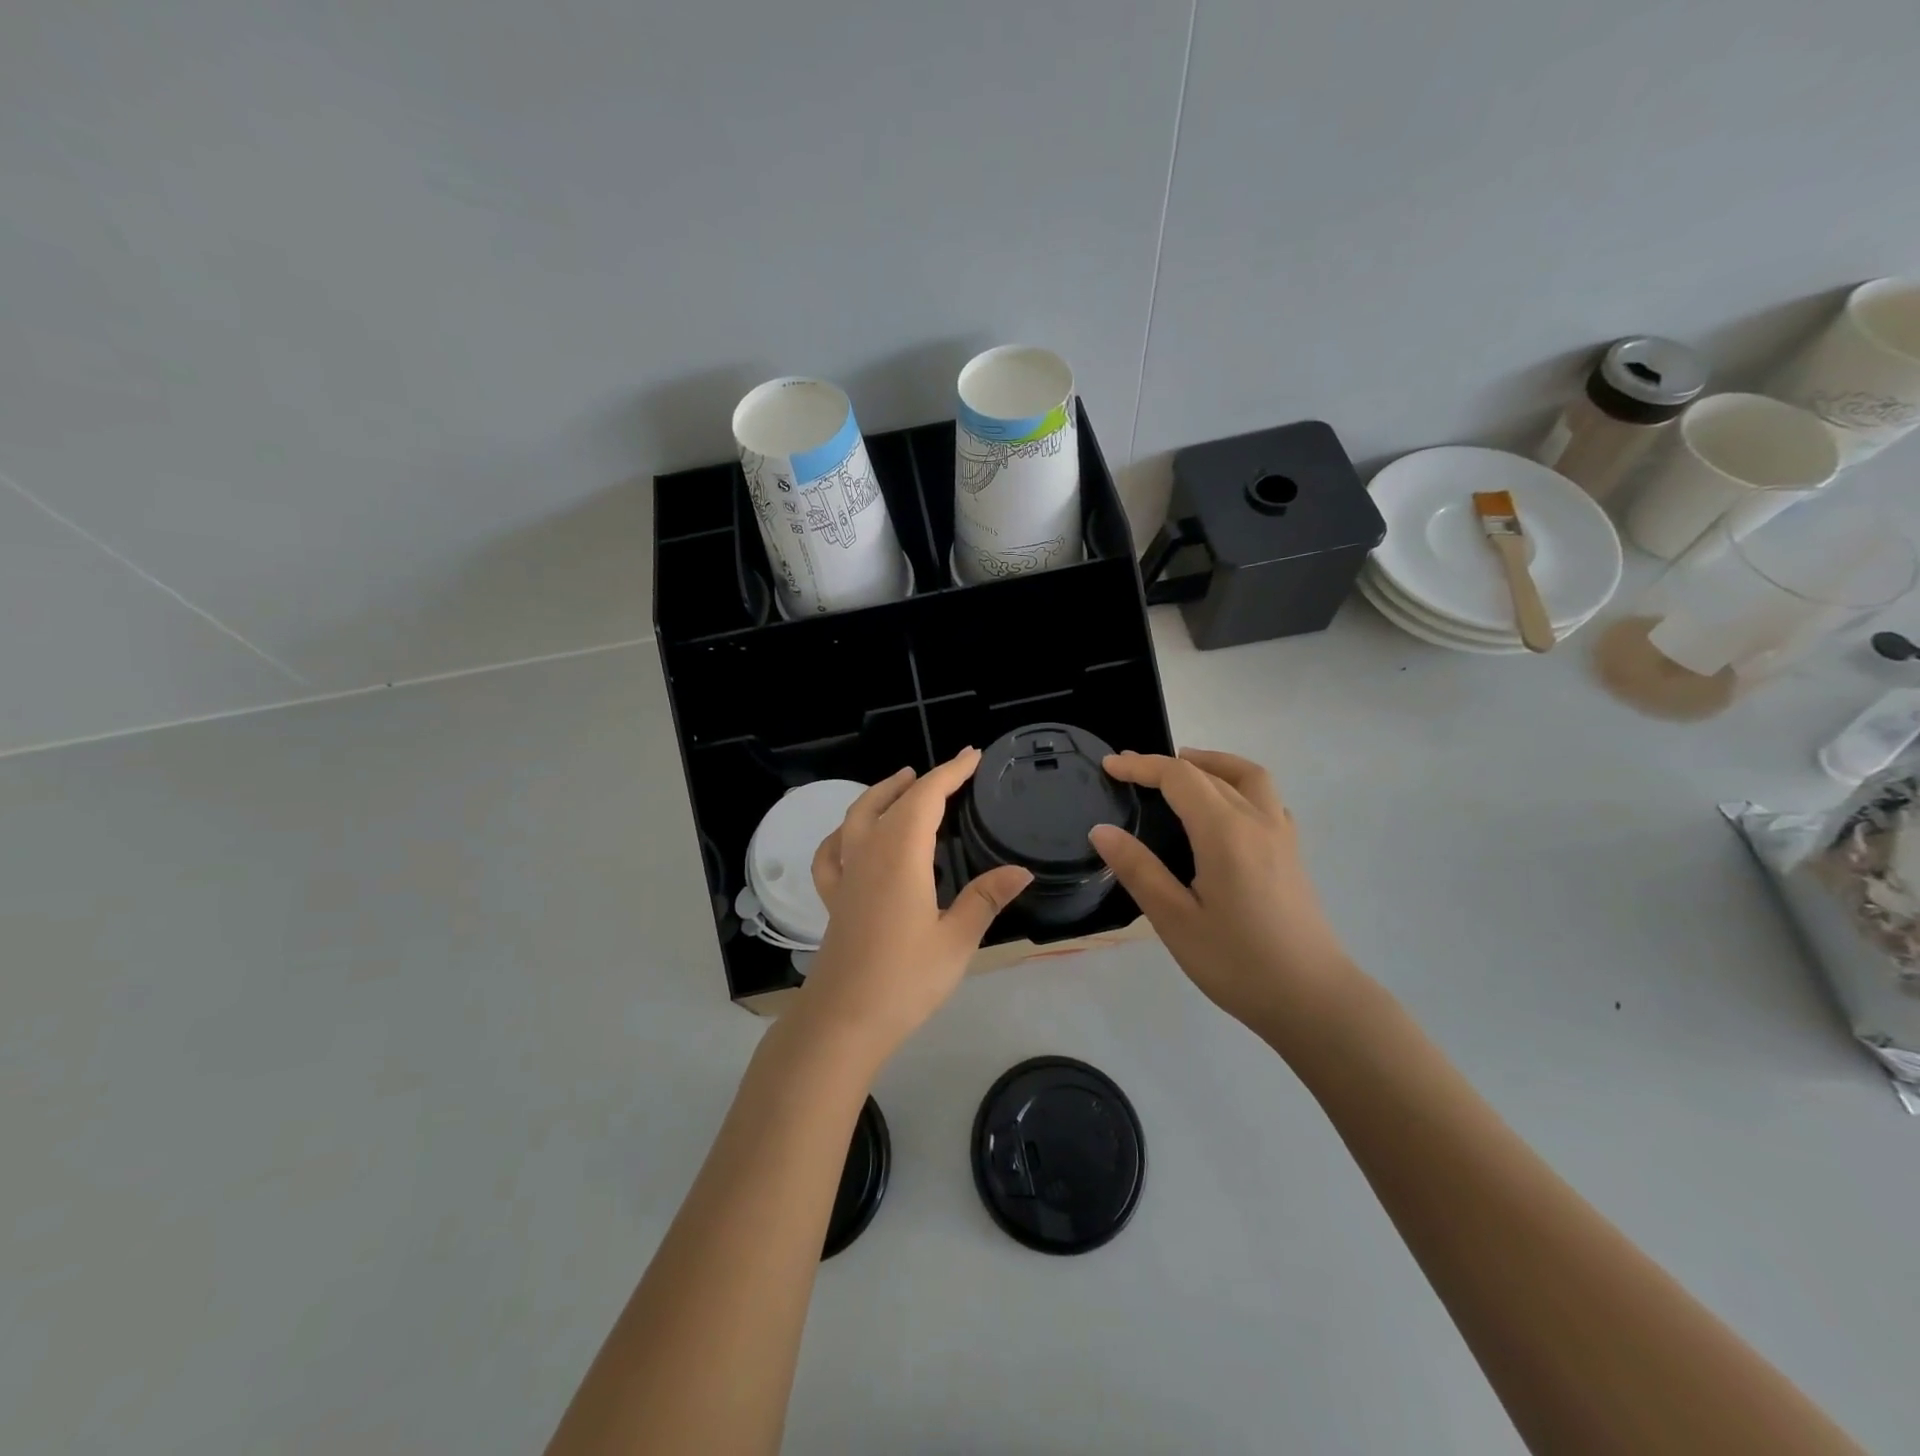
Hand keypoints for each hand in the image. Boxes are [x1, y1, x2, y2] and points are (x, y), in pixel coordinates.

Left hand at [798, 748, 1033, 1061]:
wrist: (842, 1022)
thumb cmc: (904, 980)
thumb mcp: (956, 940)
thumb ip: (985, 899)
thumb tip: (1021, 870)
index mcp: (900, 857)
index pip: (926, 798)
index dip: (950, 773)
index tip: (972, 756)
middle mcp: (868, 855)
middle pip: (893, 802)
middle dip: (923, 781)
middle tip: (951, 771)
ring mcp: (846, 876)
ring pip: (857, 818)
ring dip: (880, 794)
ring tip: (902, 783)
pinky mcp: (833, 899)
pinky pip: (832, 853)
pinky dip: (842, 834)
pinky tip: (850, 836)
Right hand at [1089, 749, 1356, 1042]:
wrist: (1314, 1001)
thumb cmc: (1238, 964)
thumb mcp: (1175, 921)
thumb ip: (1139, 870)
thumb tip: (1101, 830)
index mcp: (1225, 832)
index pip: (1179, 778)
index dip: (1142, 766)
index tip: (1110, 766)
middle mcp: (1258, 821)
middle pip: (1211, 772)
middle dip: (1168, 764)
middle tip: (1132, 771)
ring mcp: (1282, 836)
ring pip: (1249, 777)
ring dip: (1213, 764)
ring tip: (1183, 770)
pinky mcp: (1293, 854)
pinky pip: (1267, 799)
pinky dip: (1239, 785)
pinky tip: (1226, 810)